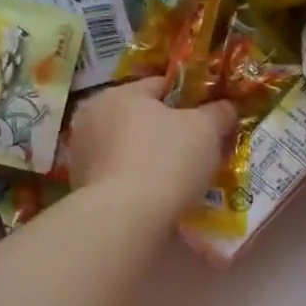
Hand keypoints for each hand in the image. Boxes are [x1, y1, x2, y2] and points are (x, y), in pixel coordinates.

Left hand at [66, 78, 236, 220]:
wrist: (126, 220)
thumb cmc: (166, 162)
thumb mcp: (206, 131)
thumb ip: (218, 113)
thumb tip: (225, 108)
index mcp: (119, 93)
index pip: (161, 85)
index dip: (190, 99)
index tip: (209, 119)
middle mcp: (92, 117)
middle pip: (140, 118)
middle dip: (166, 131)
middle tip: (196, 152)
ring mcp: (82, 154)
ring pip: (127, 148)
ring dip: (148, 158)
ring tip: (177, 179)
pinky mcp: (81, 187)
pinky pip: (118, 176)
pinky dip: (135, 181)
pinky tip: (155, 197)